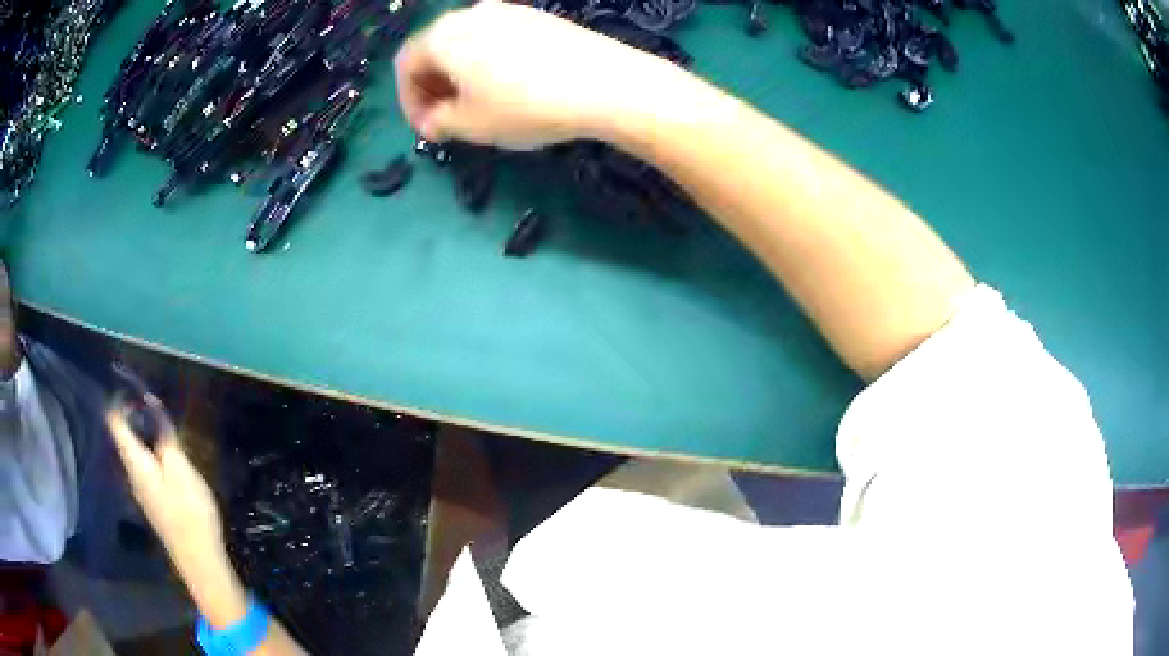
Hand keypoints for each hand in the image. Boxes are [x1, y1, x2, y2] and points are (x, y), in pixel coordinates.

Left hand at [107, 401, 246, 627]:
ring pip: (135, 453)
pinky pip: (145, 469)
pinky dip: (152, 454)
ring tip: (163, 427)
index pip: (115, 421)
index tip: (131, 383)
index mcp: (134, 461)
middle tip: (154, 403)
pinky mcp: (153, 504)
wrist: (199, 560)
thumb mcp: (180, 467)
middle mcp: (131, 474)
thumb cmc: (188, 510)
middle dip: (134, 416)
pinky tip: (168, 459)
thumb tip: (151, 404)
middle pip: (123, 437)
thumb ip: (164, 435)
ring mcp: (142, 492)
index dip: (118, 399)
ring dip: (145, 436)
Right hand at [394, 1, 680, 148]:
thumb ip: (438, 123)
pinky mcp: (539, 17)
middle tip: (447, 119)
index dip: (409, 101)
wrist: (606, 83)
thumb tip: (433, 121)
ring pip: (468, 44)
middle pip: (436, 49)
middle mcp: (471, 14)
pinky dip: (489, 63)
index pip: (406, 65)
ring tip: (478, 106)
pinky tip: (510, 87)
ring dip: (461, 76)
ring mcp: (509, 11)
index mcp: (443, 35)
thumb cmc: (525, 106)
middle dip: (434, 87)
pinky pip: (498, 39)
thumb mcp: (470, 125)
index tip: (426, 129)